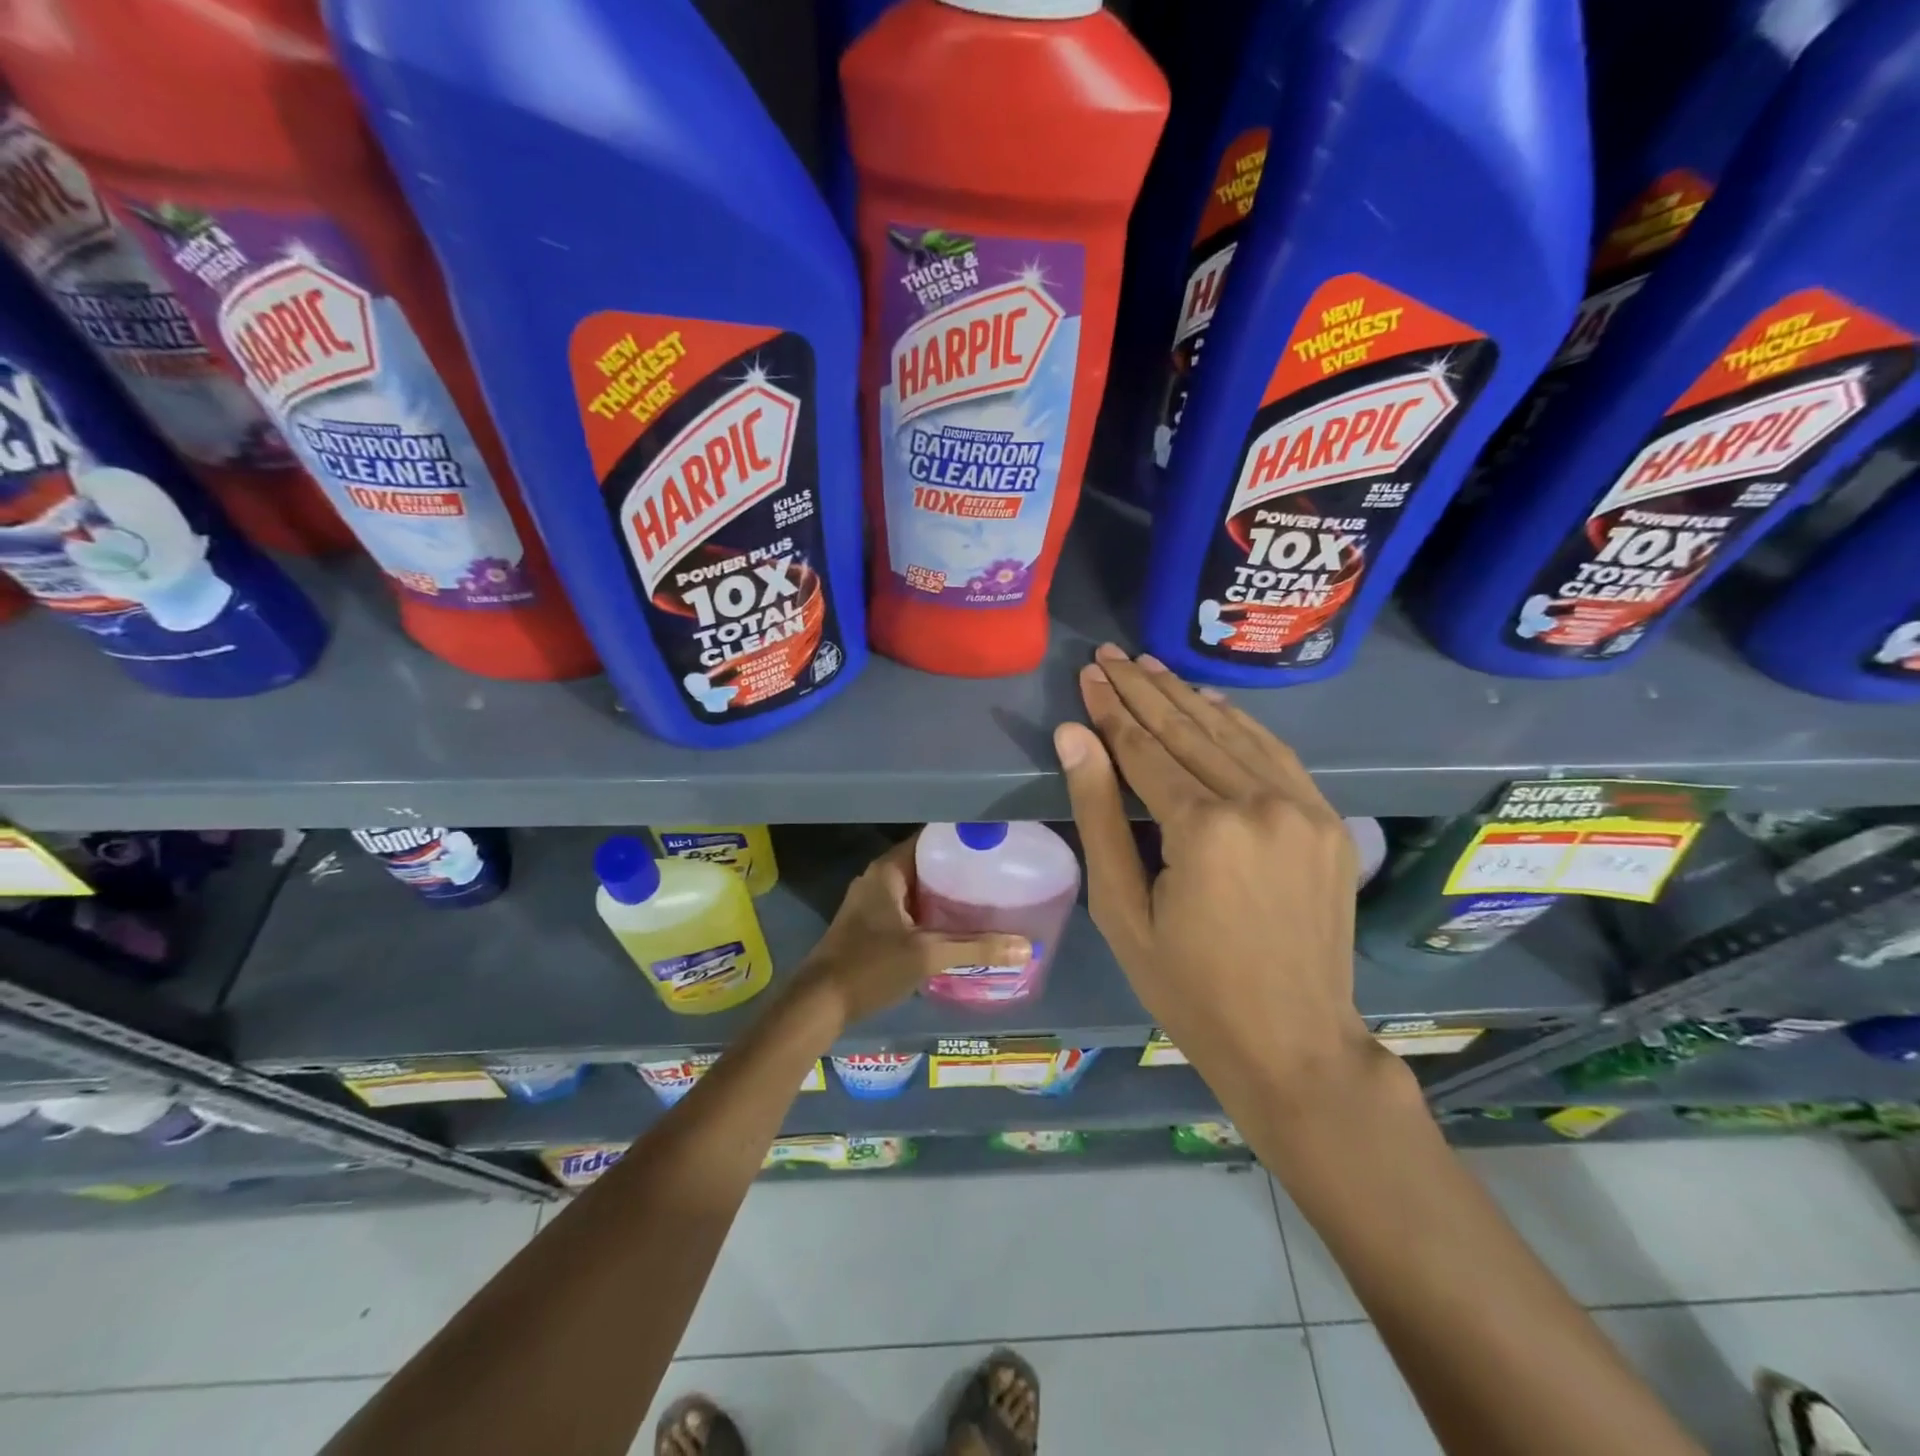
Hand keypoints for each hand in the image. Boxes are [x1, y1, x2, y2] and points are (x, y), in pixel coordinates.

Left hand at [794, 837, 1029, 1028]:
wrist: (818, 1004)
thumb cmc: (870, 967)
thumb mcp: (927, 955)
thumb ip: (976, 948)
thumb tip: (1026, 946)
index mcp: (887, 871)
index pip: (930, 840)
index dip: (960, 840)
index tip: (993, 846)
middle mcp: (877, 879)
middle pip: (925, 864)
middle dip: (958, 870)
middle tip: (998, 876)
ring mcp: (871, 903)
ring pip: (916, 889)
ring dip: (945, 895)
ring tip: (985, 899)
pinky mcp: (869, 926)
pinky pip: (908, 909)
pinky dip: (931, 914)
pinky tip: (956, 928)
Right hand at [1054, 645, 1380, 1108]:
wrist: (1293, 1042)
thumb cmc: (1188, 987)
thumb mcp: (1122, 909)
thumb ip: (1098, 815)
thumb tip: (1073, 736)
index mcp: (1204, 830)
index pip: (1145, 749)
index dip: (1111, 710)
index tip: (1089, 673)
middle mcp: (1259, 803)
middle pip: (1188, 730)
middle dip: (1143, 690)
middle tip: (1110, 654)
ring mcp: (1304, 808)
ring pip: (1233, 733)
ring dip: (1187, 696)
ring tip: (1149, 666)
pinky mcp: (1328, 820)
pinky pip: (1276, 754)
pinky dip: (1238, 723)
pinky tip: (1210, 702)